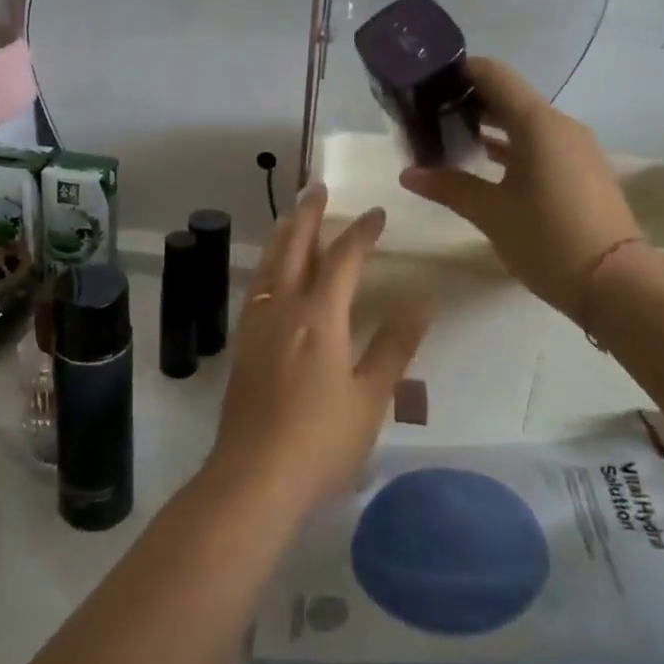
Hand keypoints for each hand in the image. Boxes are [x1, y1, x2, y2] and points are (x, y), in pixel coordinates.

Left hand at [204, 188, 430, 519]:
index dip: (361, 232)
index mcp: (319, 316)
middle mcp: (283, 308)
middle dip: (309, 215)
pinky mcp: (242, 343)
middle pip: (295, 247)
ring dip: (282, 234)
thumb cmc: (322, 440)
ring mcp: (257, 324)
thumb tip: (420, 299)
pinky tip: (269, 273)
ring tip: (290, 215)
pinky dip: (267, 265)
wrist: (254, 475)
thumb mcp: (371, 397)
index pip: (343, 259)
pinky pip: (256, 287)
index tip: (377, 214)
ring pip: (269, 264)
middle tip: (317, 188)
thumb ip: (394, 344)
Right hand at [400, 56, 642, 322]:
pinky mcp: (580, 170)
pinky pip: (538, 143)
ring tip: (447, 137)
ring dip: (488, 125)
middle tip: (426, 114)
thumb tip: (408, 173)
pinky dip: (509, 146)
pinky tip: (482, 163)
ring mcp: (574, 148)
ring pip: (523, 121)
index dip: (458, 71)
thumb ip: (448, 186)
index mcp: (537, 124)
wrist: (616, 285)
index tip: (425, 82)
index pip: (493, 74)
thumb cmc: (548, 240)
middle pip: (507, 96)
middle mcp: (559, 125)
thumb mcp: (491, 213)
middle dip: (467, 100)